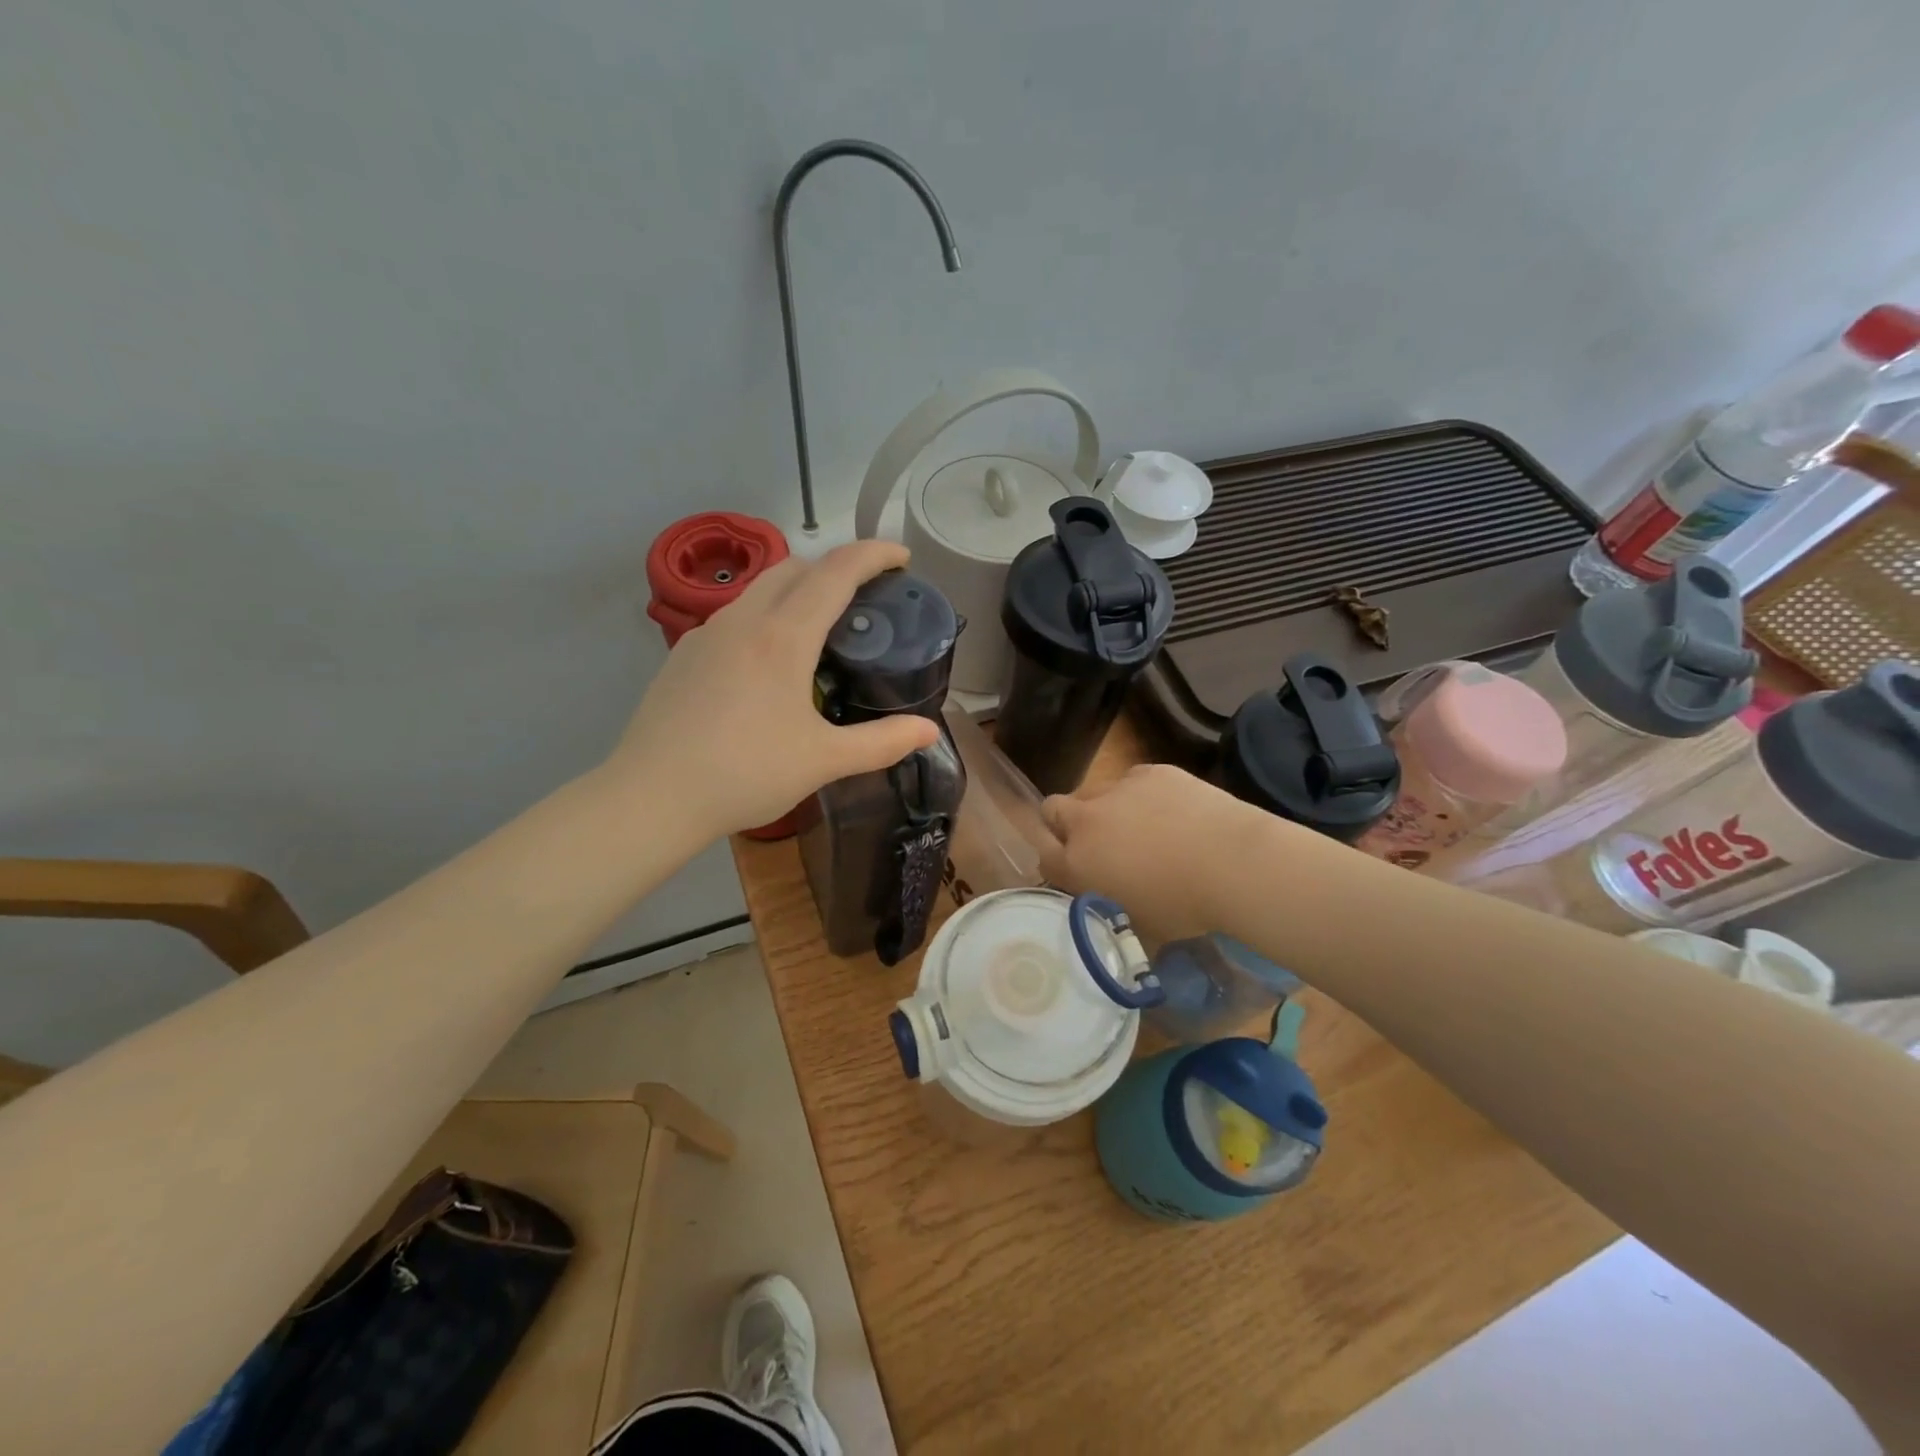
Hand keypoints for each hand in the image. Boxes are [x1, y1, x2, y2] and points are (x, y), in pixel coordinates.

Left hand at [608, 541, 939, 838]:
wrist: (652, 797)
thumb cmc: (745, 774)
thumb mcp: (823, 761)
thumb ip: (882, 742)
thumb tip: (930, 732)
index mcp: (783, 637)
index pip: (836, 572)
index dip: (874, 555)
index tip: (901, 557)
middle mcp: (743, 620)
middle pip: (795, 567)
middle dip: (835, 568)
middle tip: (864, 600)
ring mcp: (706, 634)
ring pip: (760, 588)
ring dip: (797, 590)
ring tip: (819, 632)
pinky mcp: (683, 654)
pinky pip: (735, 615)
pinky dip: (765, 616)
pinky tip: (768, 665)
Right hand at [1039, 764, 1268, 942]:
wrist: (1233, 863)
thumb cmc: (1185, 907)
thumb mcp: (1138, 921)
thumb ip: (1111, 903)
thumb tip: (1112, 897)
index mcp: (1079, 863)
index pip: (1044, 857)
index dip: (1056, 863)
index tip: (1074, 872)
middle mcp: (1087, 820)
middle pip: (1053, 809)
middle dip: (1064, 823)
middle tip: (1097, 842)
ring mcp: (1118, 789)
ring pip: (1094, 792)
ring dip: (1106, 808)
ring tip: (1143, 827)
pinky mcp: (1150, 771)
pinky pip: (1133, 780)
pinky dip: (1143, 795)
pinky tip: (1173, 811)